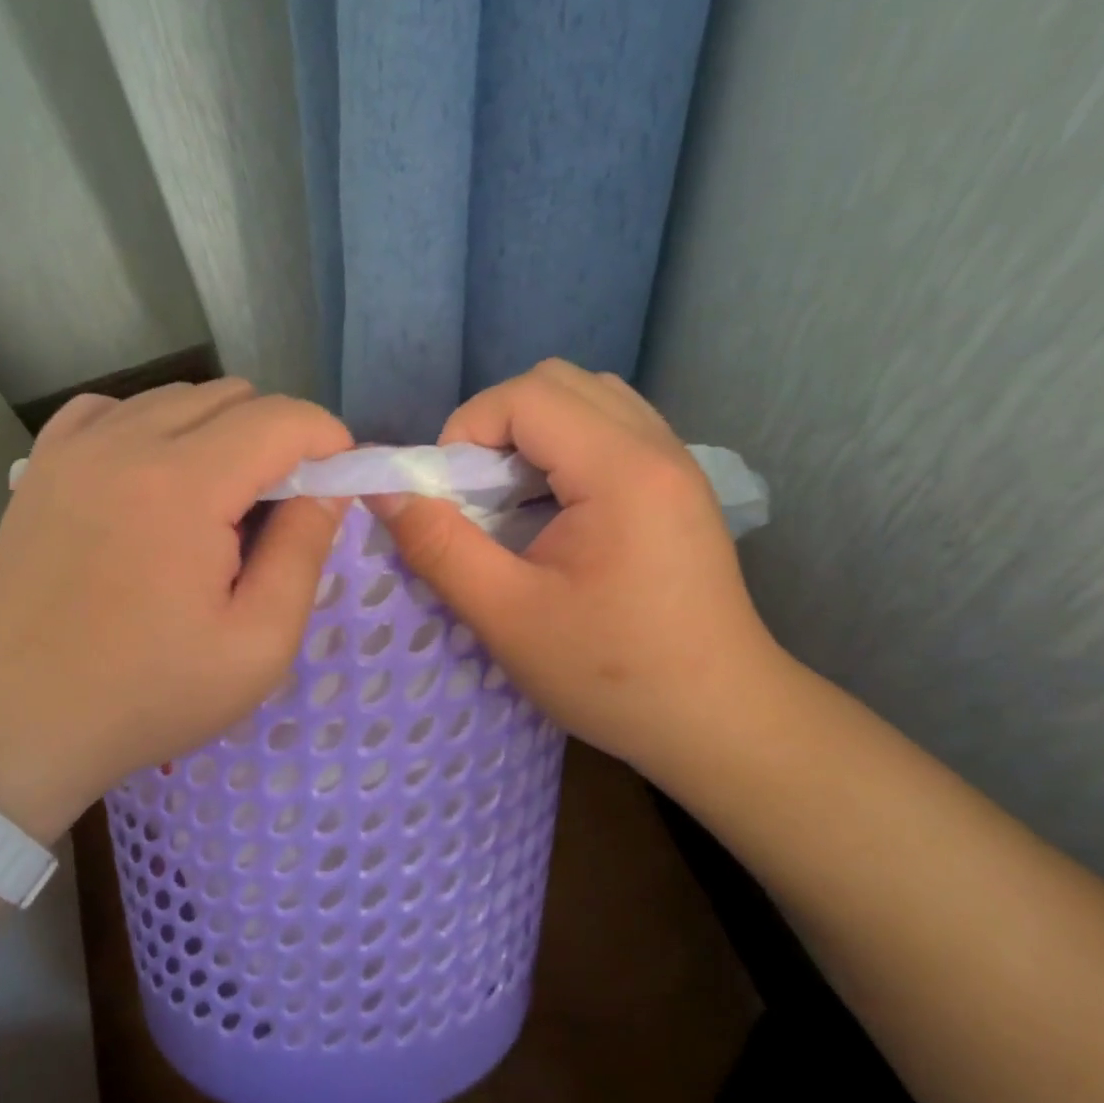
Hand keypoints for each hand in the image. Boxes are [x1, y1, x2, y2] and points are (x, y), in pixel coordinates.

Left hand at [0, 380, 351, 842]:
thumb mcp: (258, 643)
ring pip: (177, 398)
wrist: (26, 717)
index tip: (339, 483)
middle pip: (233, 398)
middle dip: (276, 439)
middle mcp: (127, 443)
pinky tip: (153, 479)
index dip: (327, 441)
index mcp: (185, 486)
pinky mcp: (43, 464)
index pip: (282, 419)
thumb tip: (329, 488)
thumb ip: (304, 551)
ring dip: (218, 433)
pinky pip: (115, 410)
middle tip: (278, 507)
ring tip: (216, 502)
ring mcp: (76, 448)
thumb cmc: (151, 693)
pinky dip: (151, 428)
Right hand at [369, 360, 785, 787]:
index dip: (467, 430)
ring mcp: (676, 463)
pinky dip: (565, 449)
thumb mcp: (507, 616)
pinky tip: (553, 511)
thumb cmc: (611, 674)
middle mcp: (657, 447)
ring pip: (588, 399)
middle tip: (478, 492)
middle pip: (558, 382)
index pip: (526, 395)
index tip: (450, 494)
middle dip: (497, 424)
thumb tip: (383, 491)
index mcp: (622, 470)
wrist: (720, 720)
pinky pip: (612, 429)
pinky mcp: (678, 487)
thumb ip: (438, 546)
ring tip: (514, 499)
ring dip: (533, 433)